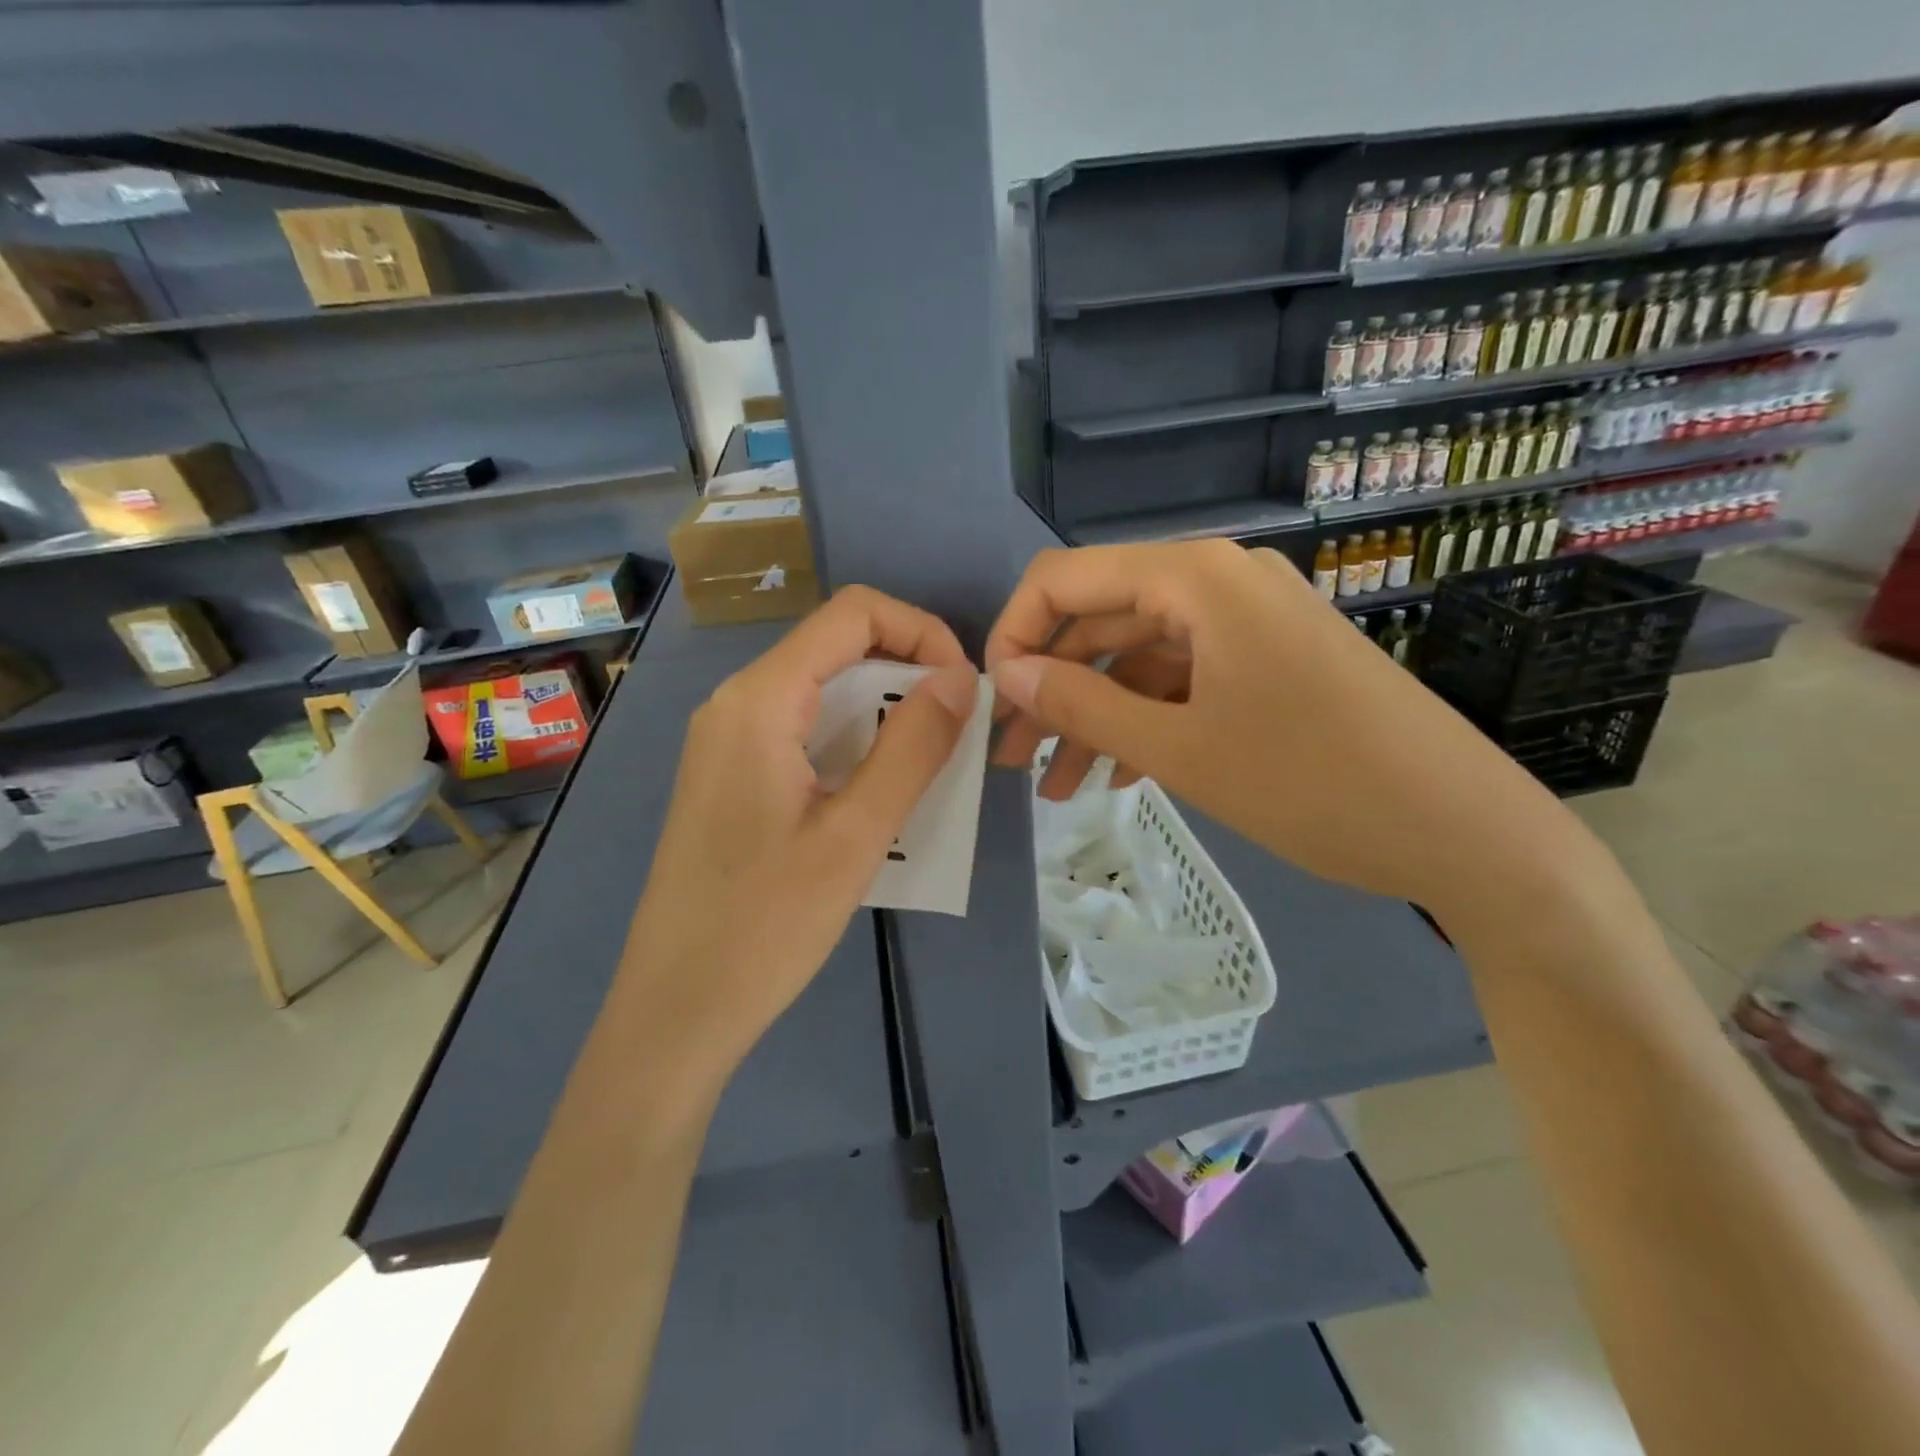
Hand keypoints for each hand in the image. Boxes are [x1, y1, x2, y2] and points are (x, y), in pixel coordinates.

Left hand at [617, 586, 976, 1075]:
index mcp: (760, 700)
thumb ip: (912, 747)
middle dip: (908, 674)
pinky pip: (803, 731)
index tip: (963, 688)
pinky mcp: (731, 776)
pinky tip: (878, 793)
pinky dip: (853, 742)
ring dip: (884, 713)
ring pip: (822, 692)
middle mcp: (737, 702)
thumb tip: (960, 678)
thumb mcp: (857, 834)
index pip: (854, 613)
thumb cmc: (766, 924)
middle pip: (837, 647)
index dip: (922, 631)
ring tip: (928, 768)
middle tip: (955, 735)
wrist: (675, 1009)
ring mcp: (727, 740)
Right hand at [985, 540, 1572, 910]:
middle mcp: (1219, 583)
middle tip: (1012, 758)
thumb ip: (1082, 704)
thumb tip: (1007, 674)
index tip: (994, 701)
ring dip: (1095, 717)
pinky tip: (1120, 776)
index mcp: (1195, 579)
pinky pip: (1185, 680)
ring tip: (1058, 788)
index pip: (1066, 578)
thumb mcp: (1180, 749)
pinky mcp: (1270, 662)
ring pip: (1141, 659)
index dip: (1016, 633)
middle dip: (1052, 690)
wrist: (1464, 830)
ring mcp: (1249, 622)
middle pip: (1102, 622)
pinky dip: (1146, 722)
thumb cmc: (1313, 783)